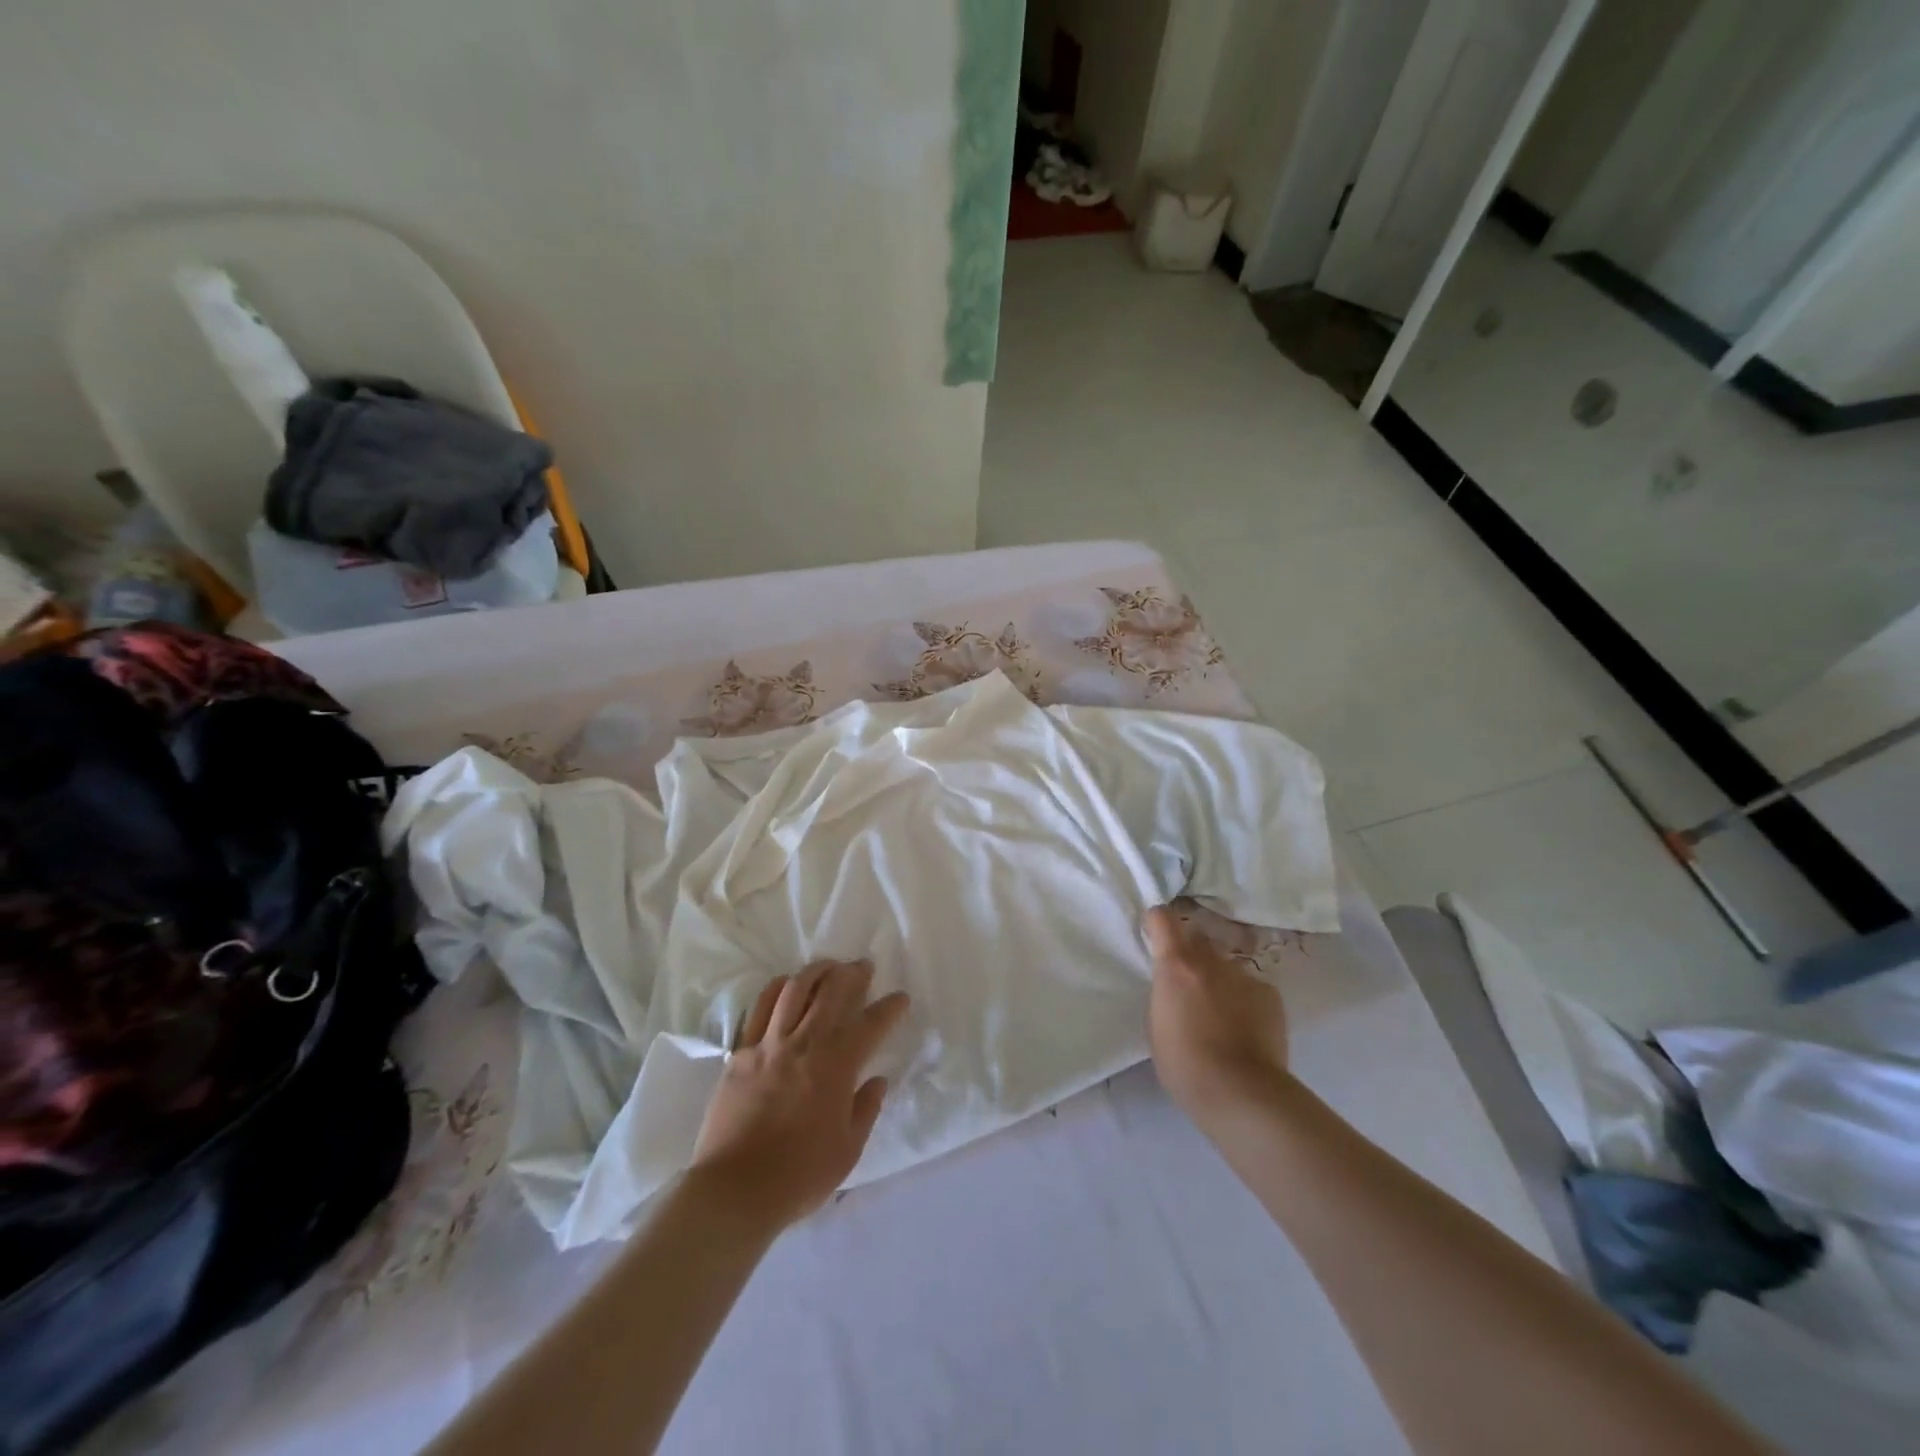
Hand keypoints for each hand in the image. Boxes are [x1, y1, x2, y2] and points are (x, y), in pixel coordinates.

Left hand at [689, 960, 909, 1232]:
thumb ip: (866, 1109)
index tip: (900, 998)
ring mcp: (769, 1044)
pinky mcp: (741, 1052)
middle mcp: (805, 1044)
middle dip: (853, 974)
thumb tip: (877, 1080)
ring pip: (795, 989)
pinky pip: (761, 1007)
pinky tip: (787, 985)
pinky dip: (778, 988)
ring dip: (817, 971)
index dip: (890, 1007)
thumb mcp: (848, 1150)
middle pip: (832, 992)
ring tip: (829, 967)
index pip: (871, 1024)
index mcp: (836, 1067)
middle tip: (864, 967)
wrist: (734, 1191)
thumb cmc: (799, 1176)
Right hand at [1145, 906, 1290, 1120]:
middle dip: (1190, 953)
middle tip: (1189, 984)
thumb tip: (1174, 986)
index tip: (1155, 936)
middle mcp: (1210, 960)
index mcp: (1176, 965)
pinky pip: (1250, 987)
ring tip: (1221, 1015)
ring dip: (1219, 979)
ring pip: (1226, 966)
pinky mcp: (1270, 994)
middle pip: (1197, 938)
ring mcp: (1243, 975)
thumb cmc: (1184, 1064)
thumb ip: (1164, 993)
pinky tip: (1246, 1029)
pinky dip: (1245, 1000)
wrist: (1241, 1092)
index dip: (1158, 924)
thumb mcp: (1156, 1024)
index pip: (1163, 918)